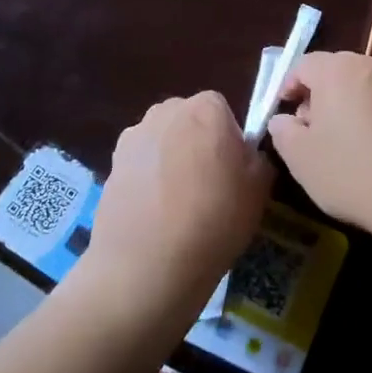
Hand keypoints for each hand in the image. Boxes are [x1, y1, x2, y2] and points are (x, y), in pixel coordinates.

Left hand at [79, 92, 272, 327]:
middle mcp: (168, 109)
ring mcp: (135, 134)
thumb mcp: (259, 190)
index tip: (232, 172)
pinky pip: (141, 161)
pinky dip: (147, 177)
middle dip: (198, 143)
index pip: (223, 111)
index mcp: (207, 108)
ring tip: (176, 204)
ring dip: (171, 158)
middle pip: (190, 120)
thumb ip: (258, 157)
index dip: (229, 140)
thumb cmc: (214, 220)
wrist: (146, 265)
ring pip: (163, 139)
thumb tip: (247, 153)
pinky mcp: (112, 161)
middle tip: (207, 186)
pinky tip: (153, 212)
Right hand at [267, 52, 371, 230]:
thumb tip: (283, 120)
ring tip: (349, 142)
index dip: (289, 86)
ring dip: (352, 105)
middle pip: (337, 71)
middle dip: (321, 96)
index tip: (285, 113)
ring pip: (366, 86)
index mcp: (337, 70)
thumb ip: (283, 132)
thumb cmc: (353, 172)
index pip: (303, 64)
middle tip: (314, 130)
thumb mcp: (301, 159)